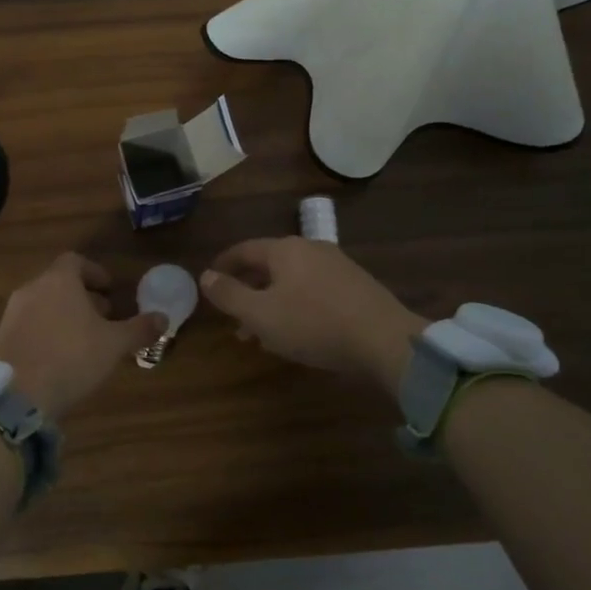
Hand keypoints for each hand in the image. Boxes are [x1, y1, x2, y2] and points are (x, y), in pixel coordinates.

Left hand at [0, 253, 165, 418]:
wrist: (17, 395)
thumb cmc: (71, 358)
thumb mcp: (113, 345)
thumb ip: (139, 329)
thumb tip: (164, 318)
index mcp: (58, 281)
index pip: (75, 261)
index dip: (95, 272)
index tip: (110, 289)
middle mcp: (32, 289)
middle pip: (59, 283)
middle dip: (83, 297)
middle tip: (104, 317)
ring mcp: (12, 313)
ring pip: (44, 304)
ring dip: (65, 315)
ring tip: (85, 339)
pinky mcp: (2, 337)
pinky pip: (30, 325)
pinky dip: (47, 331)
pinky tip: (61, 357)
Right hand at [202, 237, 425, 393]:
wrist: (385, 340)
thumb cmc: (313, 324)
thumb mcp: (260, 314)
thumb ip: (229, 295)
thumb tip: (205, 276)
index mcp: (285, 249)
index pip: (244, 250)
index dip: (223, 265)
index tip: (208, 281)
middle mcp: (311, 249)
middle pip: (268, 266)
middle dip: (247, 290)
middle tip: (232, 317)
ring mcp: (337, 266)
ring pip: (291, 281)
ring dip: (270, 303)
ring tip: (261, 334)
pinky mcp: (355, 287)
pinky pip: (313, 291)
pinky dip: (294, 306)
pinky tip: (295, 333)